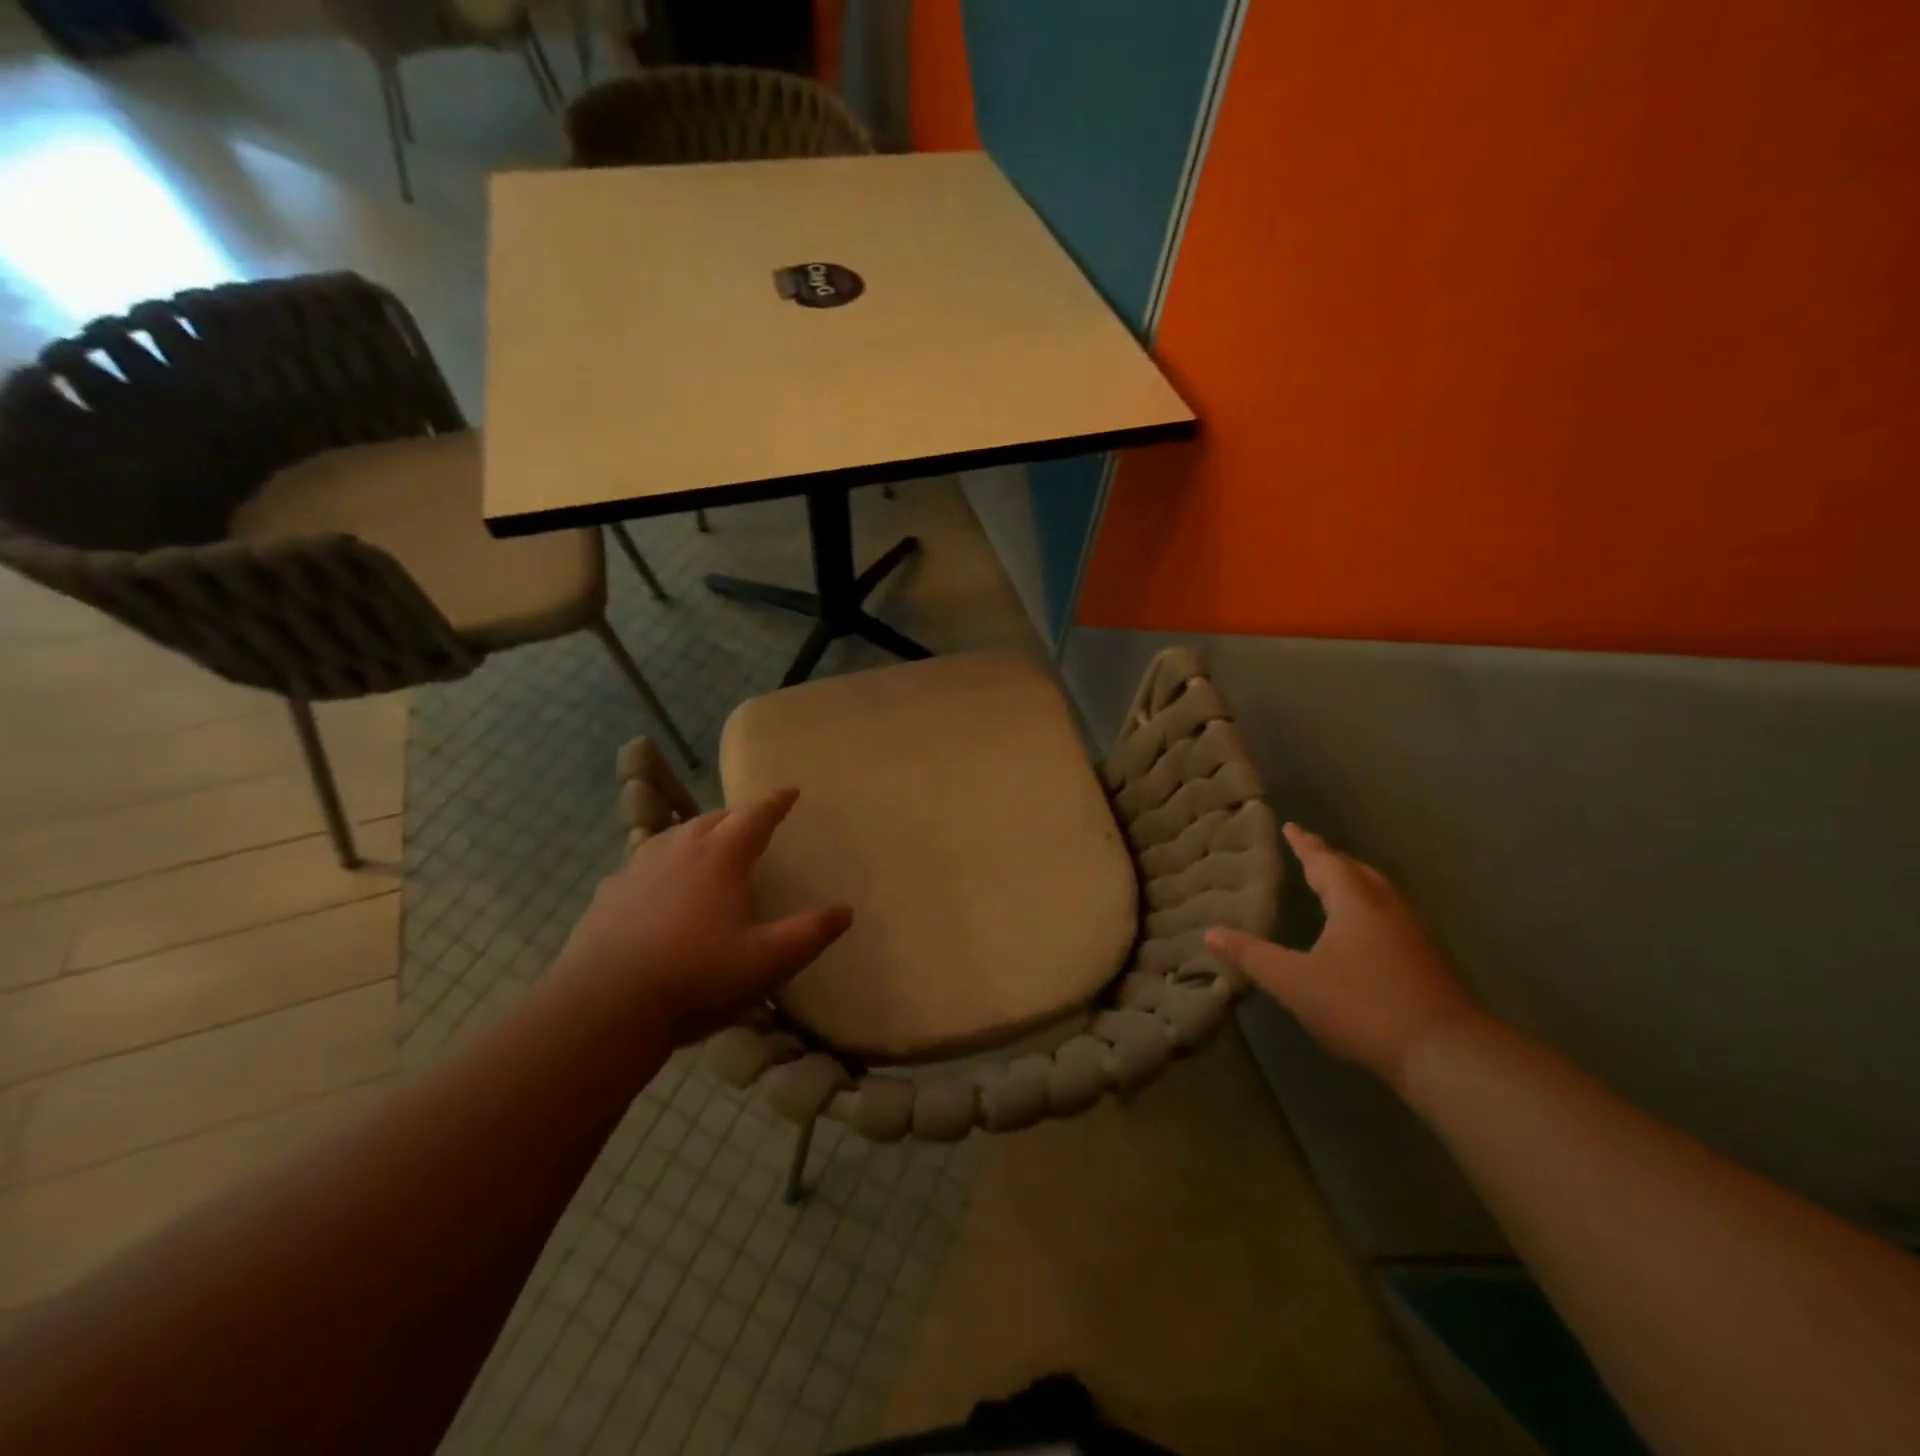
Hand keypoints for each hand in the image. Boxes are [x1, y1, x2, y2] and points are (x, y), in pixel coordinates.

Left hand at [554, 789, 851, 1045]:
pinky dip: (661, 863)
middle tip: (753, 823)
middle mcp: (678, 849)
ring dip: (697, 834)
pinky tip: (657, 884)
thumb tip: (845, 910)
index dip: (776, 802)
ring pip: (674, 836)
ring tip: (708, 845)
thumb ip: (810, 933)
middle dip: (737, 817)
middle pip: (713, 819)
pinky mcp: (609, 893)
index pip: (755, 816)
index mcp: (720, 856)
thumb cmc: (697, 977)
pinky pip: (643, 863)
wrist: (605, 1007)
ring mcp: (637, 868)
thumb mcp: (768, 962)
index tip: (791, 791)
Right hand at [1207, 824, 1481, 1089]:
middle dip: (1331, 860)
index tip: (1290, 826)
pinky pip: (1389, 916)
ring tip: (1334, 884)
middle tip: (1309, 852)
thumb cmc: (1363, 1006)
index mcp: (1355, 903)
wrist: (1446, 1053)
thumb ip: (1252, 956)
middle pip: (1357, 871)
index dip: (1304, 844)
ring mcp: (1412, 934)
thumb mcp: (1295, 982)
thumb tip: (1210, 933)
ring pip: (1378, 893)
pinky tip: (1361, 932)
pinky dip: (1368, 908)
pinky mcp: (1426, 960)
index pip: (1325, 861)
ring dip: (1353, 882)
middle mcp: (1386, 908)